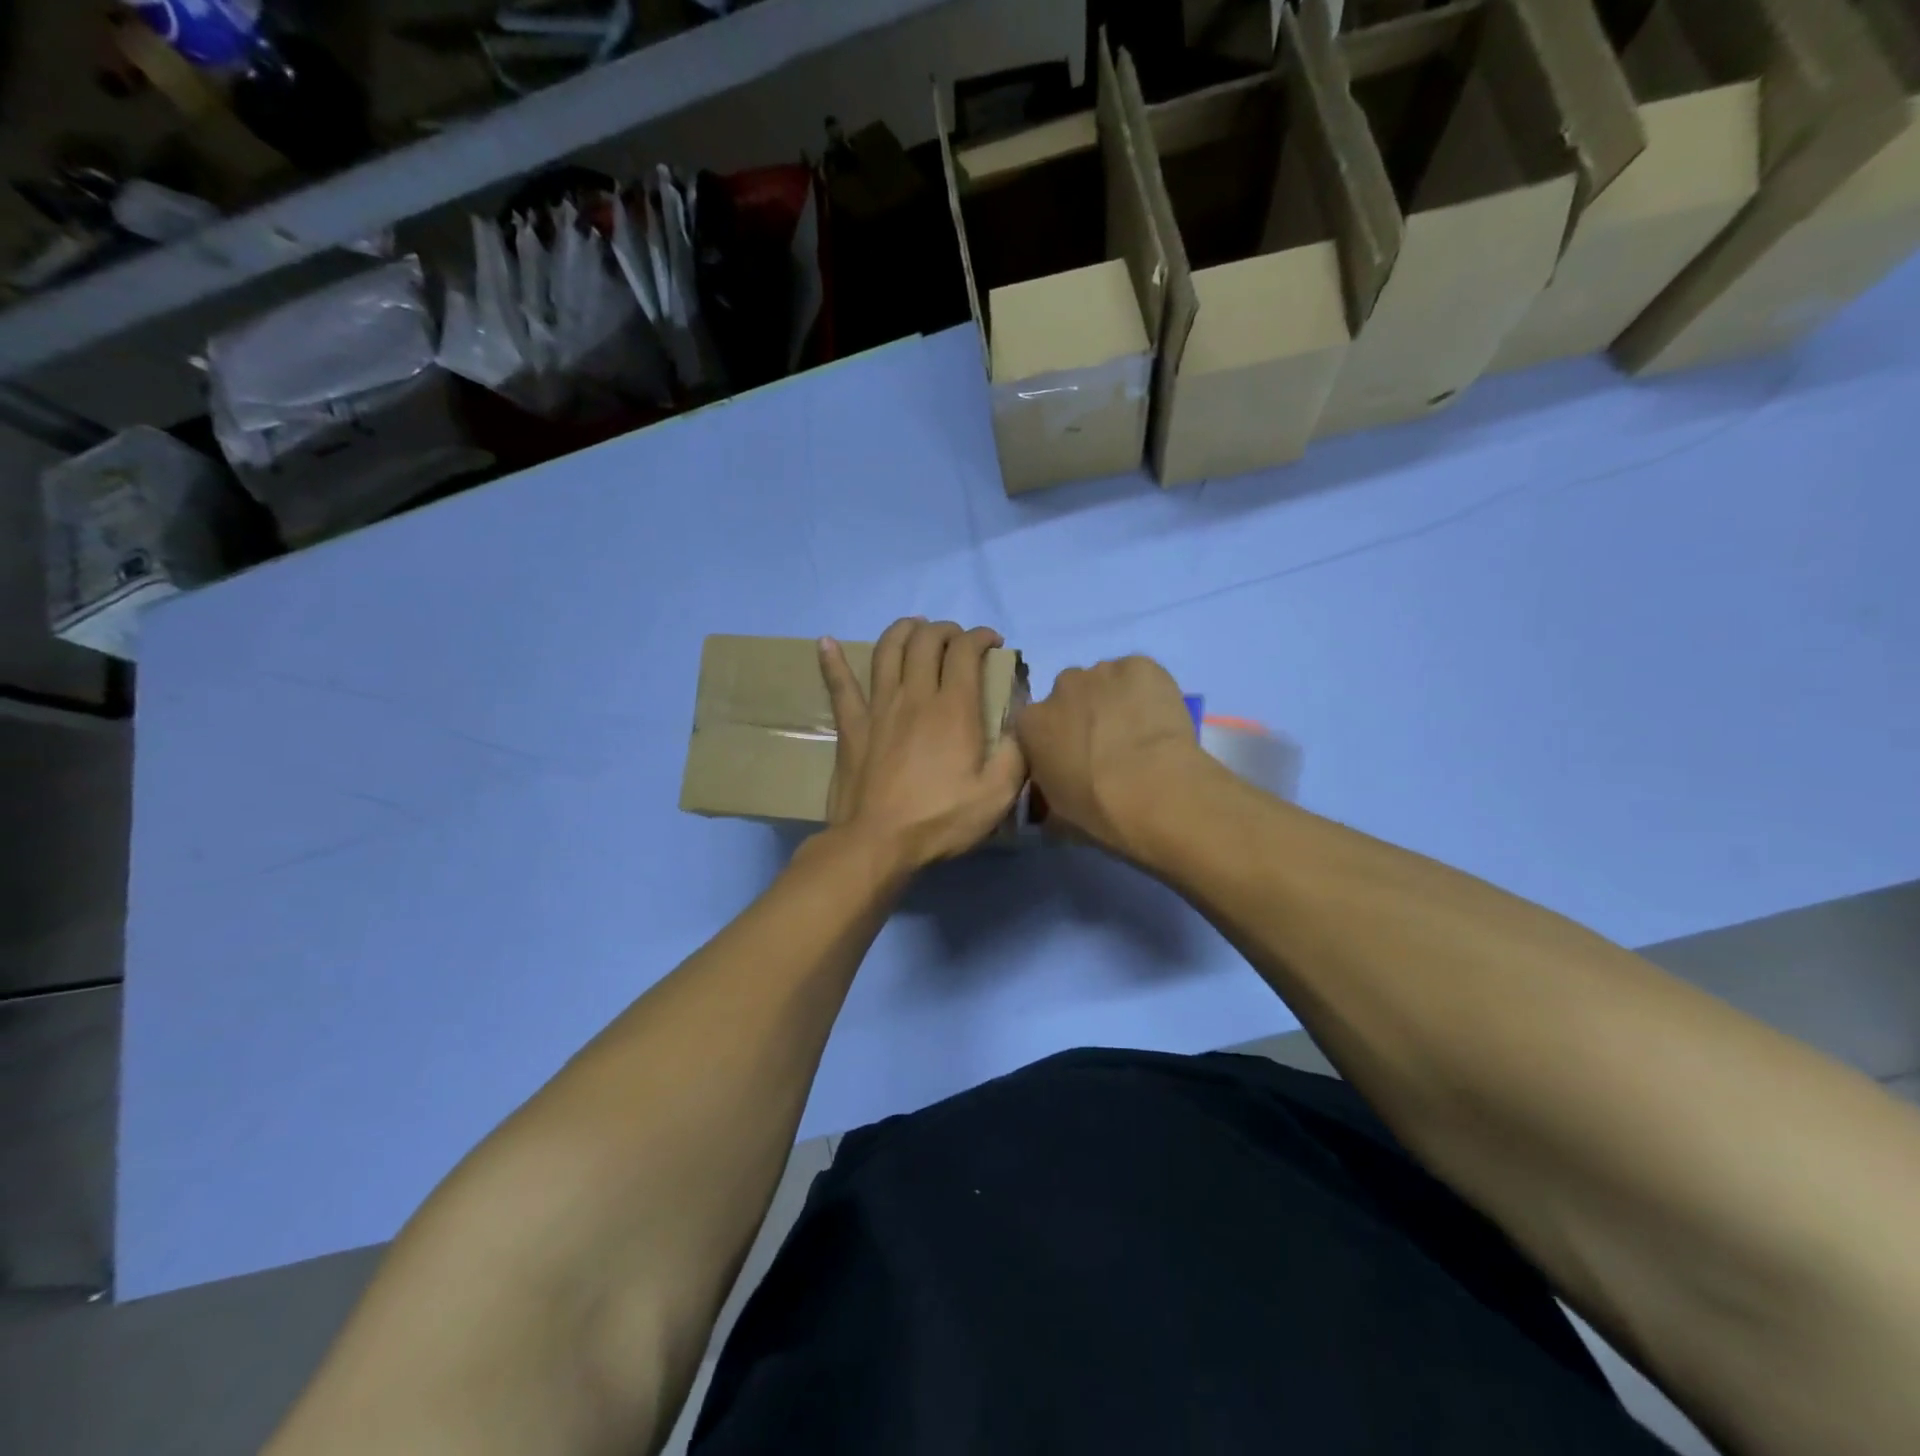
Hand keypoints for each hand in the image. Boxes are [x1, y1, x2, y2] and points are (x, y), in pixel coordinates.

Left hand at [819, 619, 1027, 872]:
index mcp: (953, 708)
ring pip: (887, 651)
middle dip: (946, 629)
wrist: (877, 842)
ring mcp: (878, 707)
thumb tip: (1024, 722)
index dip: (980, 636)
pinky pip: (839, 686)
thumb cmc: (939, 820)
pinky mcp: (851, 726)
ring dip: (903, 630)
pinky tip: (825, 643)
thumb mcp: (996, 796)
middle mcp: (915, 695)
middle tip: (958, 639)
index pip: (966, 651)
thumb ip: (1017, 754)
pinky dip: (832, 662)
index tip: (993, 642)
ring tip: (915, 627)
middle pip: (926, 641)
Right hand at [1015, 654, 1207, 857]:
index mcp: (1031, 723)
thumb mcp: (1056, 811)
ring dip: (1115, 700)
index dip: (1055, 741)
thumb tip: (1052, 785)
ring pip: (1105, 682)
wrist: (1155, 791)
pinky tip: (1160, 717)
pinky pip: (1139, 674)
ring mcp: (1101, 671)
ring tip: (1140, 732)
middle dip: (1083, 715)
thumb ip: (1046, 787)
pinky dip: (1147, 690)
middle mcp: (1060, 687)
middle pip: (1069, 696)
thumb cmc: (1099, 809)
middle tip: (1108, 746)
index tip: (1072, 759)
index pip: (1035, 725)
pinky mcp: (1141, 665)